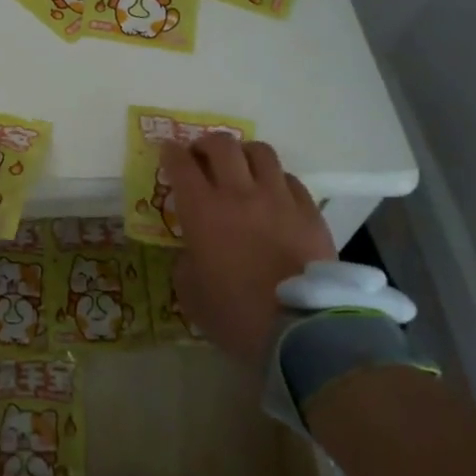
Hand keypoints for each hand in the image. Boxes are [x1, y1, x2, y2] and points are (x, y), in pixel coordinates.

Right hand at [164, 135, 336, 369]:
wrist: (301, 331)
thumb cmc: (236, 316)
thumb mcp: (191, 294)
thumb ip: (185, 261)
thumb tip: (192, 250)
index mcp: (202, 211)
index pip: (180, 164)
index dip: (170, 152)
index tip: (167, 151)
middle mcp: (239, 193)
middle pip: (221, 145)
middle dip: (205, 144)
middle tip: (201, 157)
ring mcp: (278, 198)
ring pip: (260, 151)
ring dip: (244, 154)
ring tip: (241, 167)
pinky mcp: (309, 211)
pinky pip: (290, 179)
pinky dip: (276, 179)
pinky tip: (274, 195)